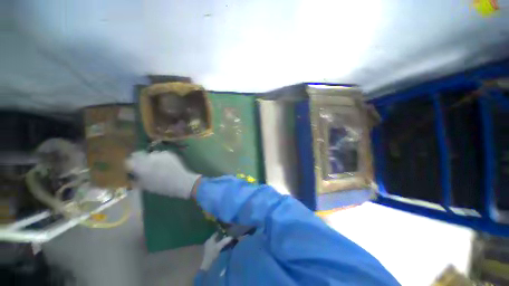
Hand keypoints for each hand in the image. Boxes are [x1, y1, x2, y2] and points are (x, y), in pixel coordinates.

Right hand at [125, 151, 199, 198]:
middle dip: (138, 160)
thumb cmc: (163, 187)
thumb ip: (136, 178)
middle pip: (138, 155)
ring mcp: (160, 154)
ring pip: (149, 154)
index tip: (131, 169)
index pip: (128, 162)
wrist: (182, 182)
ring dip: (150, 159)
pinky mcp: (168, 153)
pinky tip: (164, 164)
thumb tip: (131, 174)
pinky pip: (160, 154)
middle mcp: (149, 158)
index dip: (129, 165)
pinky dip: (159, 158)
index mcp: (141, 167)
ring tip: (156, 166)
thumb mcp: (145, 186)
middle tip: (143, 167)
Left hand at [200, 233, 232, 270]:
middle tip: (228, 236)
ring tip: (227, 241)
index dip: (222, 232)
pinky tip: (223, 246)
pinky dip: (220, 245)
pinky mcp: (210, 251)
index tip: (228, 231)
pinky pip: (216, 245)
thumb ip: (224, 241)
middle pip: (217, 237)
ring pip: (217, 241)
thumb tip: (231, 236)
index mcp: (210, 239)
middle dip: (222, 236)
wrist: (206, 265)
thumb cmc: (211, 254)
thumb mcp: (218, 247)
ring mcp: (209, 246)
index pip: (217, 233)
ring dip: (221, 241)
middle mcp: (209, 241)